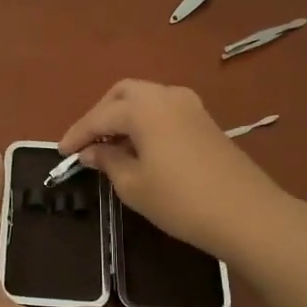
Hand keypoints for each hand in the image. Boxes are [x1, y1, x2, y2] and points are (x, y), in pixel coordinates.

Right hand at [59, 81, 286, 257]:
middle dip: (101, 115)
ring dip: (124, 115)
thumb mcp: (133, 185)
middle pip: (123, 93)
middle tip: (87, 143)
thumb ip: (108, 161)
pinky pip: (164, 109)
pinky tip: (140, 147)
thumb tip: (91, 151)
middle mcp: (166, 95)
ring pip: (146, 98)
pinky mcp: (205, 120)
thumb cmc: (180, 200)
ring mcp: (190, 105)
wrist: (245, 213)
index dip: (78, 134)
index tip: (61, 152)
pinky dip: (145, 120)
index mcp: (143, 107)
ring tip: (111, 146)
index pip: (100, 116)